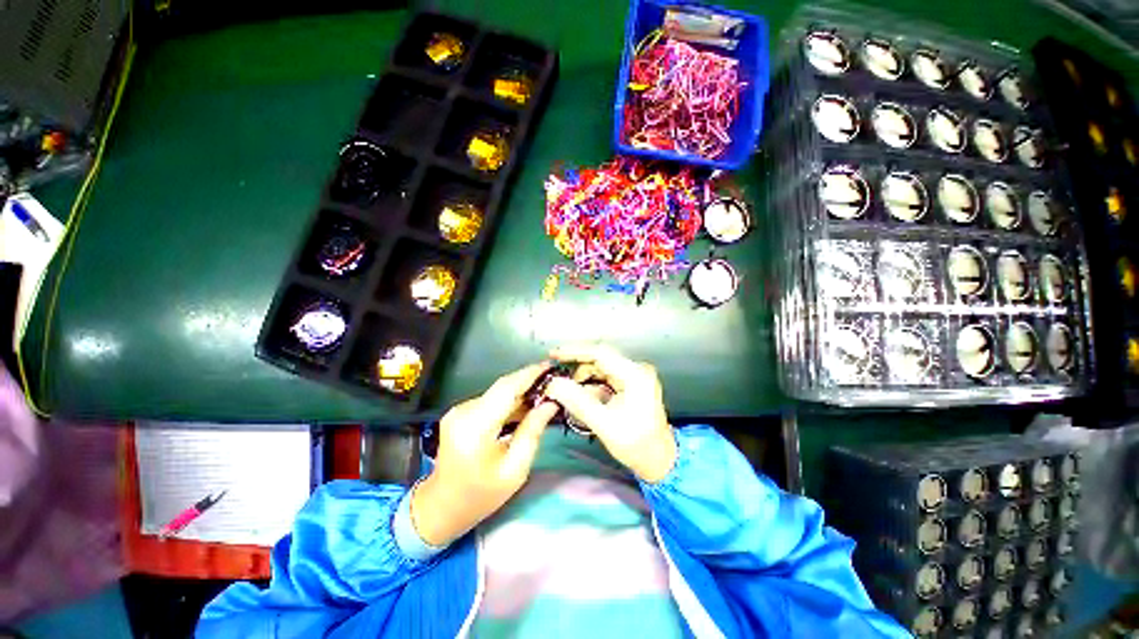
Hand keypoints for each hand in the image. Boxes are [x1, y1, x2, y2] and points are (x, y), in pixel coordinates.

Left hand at [411, 364, 559, 545]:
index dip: (530, 374)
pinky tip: (525, 407)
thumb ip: (533, 431)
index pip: (507, 388)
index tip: (551, 366)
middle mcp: (464, 412)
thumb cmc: (480, 495)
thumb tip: (550, 403)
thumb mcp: (515, 469)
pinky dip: (510, 401)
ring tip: (545, 394)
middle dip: (529, 381)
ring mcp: (459, 410)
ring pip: (498, 392)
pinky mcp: (460, 412)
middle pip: (503, 387)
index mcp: (476, 427)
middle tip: (553, 382)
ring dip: (521, 392)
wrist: (441, 507)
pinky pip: (491, 400)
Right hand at [543, 345, 676, 482]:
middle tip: (556, 379)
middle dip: (576, 369)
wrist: (659, 460)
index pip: (600, 353)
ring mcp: (634, 376)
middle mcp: (636, 370)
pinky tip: (580, 397)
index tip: (553, 355)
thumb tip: (554, 384)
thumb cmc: (637, 445)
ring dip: (582, 380)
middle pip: (599, 360)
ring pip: (600, 369)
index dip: (574, 351)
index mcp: (635, 375)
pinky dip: (590, 386)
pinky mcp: (630, 384)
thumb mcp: (604, 424)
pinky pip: (605, 378)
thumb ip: (578, 402)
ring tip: (567, 394)